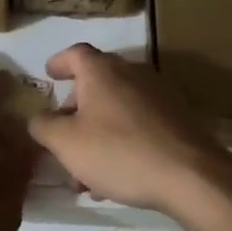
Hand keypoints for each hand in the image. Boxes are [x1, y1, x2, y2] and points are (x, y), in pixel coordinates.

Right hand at [27, 43, 231, 218]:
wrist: (191, 176)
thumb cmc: (119, 152)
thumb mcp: (66, 143)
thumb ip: (44, 126)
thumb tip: (39, 118)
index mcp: (102, 72)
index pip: (75, 53)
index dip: (59, 62)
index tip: (49, 74)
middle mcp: (132, 74)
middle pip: (95, 84)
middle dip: (74, 112)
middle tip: (62, 141)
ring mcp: (159, 95)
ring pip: (116, 110)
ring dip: (96, 134)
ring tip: (86, 174)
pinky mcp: (177, 119)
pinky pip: (138, 124)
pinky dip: (121, 141)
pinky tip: (116, 177)